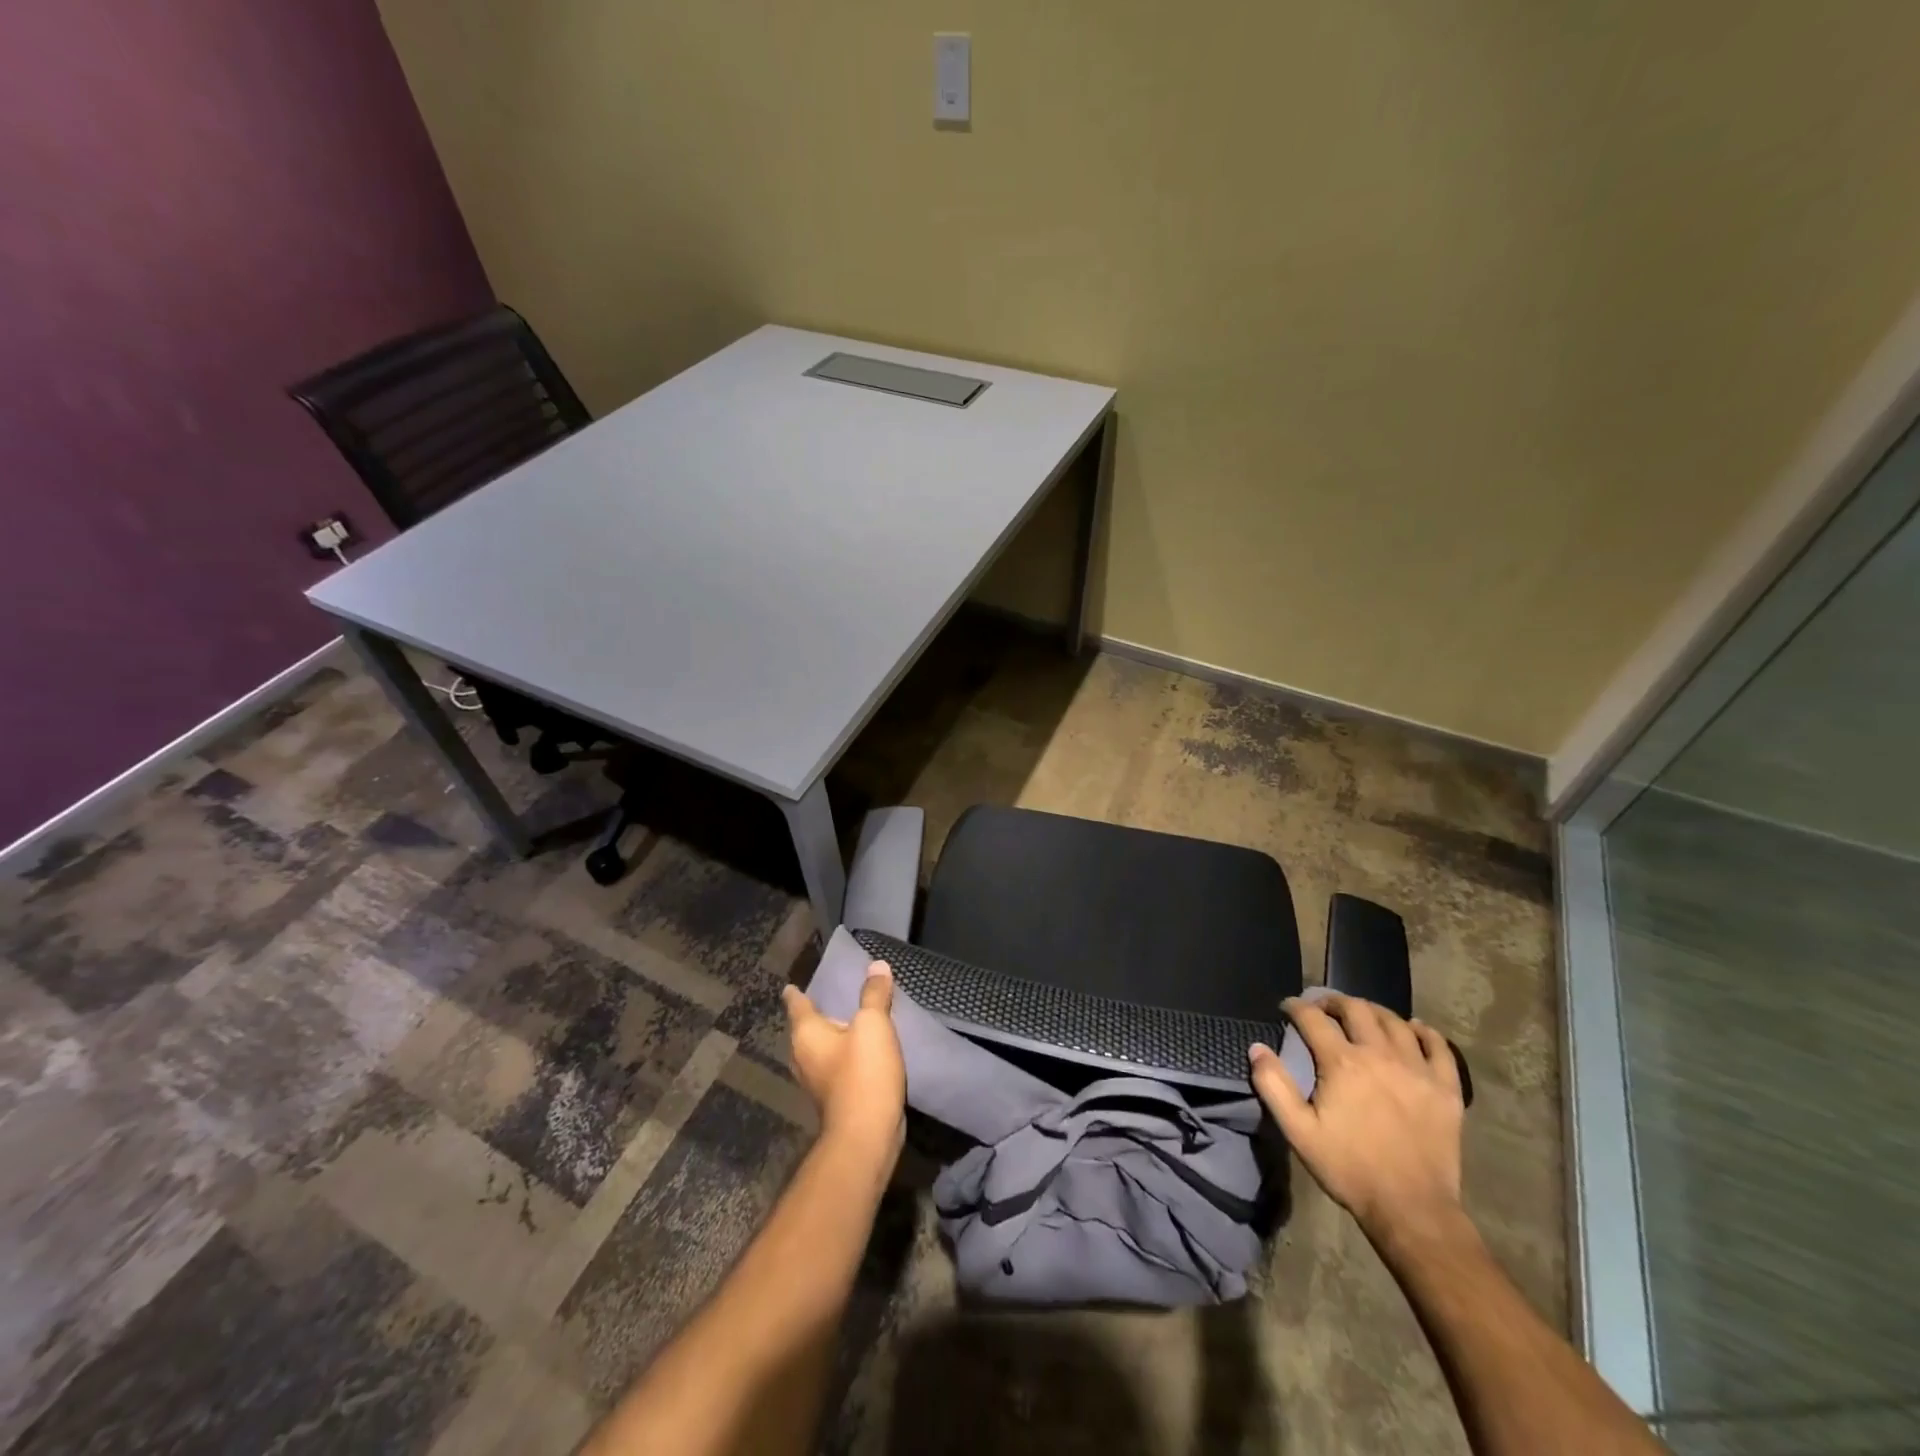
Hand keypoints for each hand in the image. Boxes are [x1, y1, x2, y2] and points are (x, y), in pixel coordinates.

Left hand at [782, 963, 906, 1170]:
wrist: (867, 1134)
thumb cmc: (862, 1072)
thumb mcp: (873, 1025)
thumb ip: (874, 994)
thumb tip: (877, 965)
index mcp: (807, 1034)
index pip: (797, 1005)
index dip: (795, 994)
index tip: (790, 986)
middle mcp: (804, 1057)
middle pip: (805, 1030)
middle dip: (813, 1017)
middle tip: (824, 1000)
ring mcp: (817, 1081)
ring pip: (819, 1051)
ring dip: (831, 1038)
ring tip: (845, 1024)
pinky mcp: (833, 1098)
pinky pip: (835, 1068)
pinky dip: (843, 1057)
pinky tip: (859, 1054)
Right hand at [1249, 993, 1464, 1242]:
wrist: (1412, 1209)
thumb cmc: (1349, 1169)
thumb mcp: (1299, 1131)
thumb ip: (1273, 1085)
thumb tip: (1257, 1047)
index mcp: (1343, 1063)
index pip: (1314, 1018)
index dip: (1296, 1007)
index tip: (1287, 1008)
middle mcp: (1381, 1055)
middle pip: (1356, 1009)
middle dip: (1334, 1001)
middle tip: (1322, 1008)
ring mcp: (1418, 1071)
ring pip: (1395, 1022)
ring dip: (1373, 1012)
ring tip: (1362, 1016)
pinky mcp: (1446, 1090)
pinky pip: (1439, 1048)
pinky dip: (1425, 1032)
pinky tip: (1414, 1030)